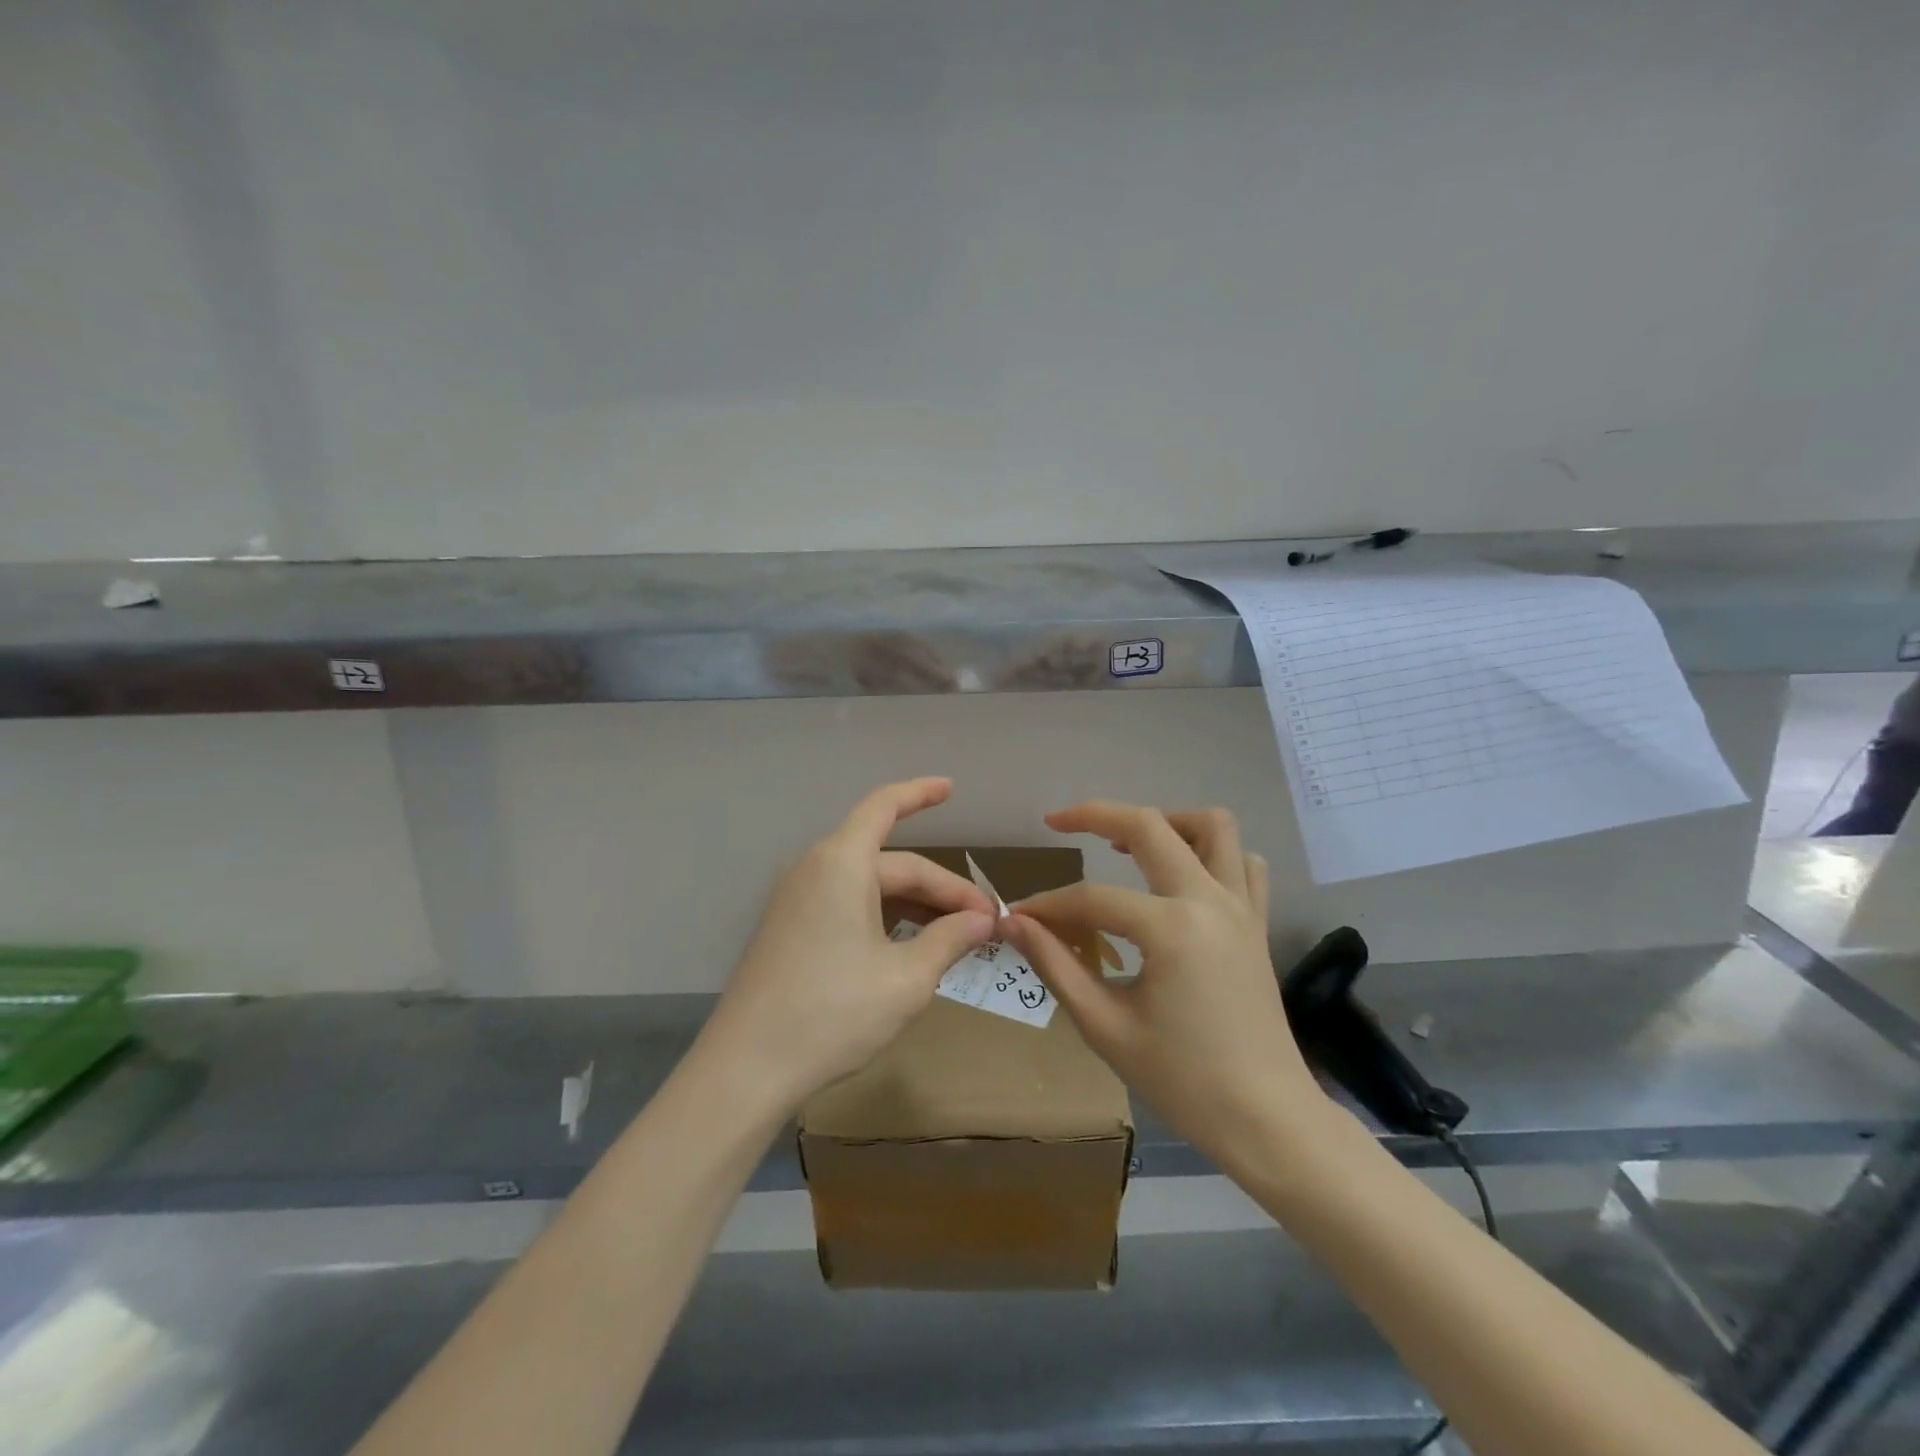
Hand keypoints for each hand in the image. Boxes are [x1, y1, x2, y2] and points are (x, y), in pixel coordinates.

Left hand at [700, 777, 995, 1115]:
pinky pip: (848, 905)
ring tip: (957, 935)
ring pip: (871, 886)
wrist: (746, 1069)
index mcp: (842, 863)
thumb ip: (950, 939)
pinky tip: (911, 945)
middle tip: (984, 923)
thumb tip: (983, 920)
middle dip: (941, 888)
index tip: (951, 788)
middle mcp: (816, 869)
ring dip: (916, 904)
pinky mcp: (789, 929)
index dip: (920, 793)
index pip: (884, 807)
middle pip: (892, 863)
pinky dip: (885, 917)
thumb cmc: (832, 1014)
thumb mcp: (906, 979)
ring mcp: (797, 900)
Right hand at [1004, 801, 1330, 1170]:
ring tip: (1128, 843)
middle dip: (1096, 815)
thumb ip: (1056, 965)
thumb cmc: (1183, 1081)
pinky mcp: (1257, 923)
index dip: (1048, 905)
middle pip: (1150, 826)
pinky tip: (1181, 875)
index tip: (1017, 917)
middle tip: (1059, 822)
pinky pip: (1243, 863)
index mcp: (1171, 928)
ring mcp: (1241, 907)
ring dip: (1166, 822)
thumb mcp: (1105, 1026)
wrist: (1267, 1121)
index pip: (1091, 898)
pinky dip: (1212, 853)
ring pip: (1212, 827)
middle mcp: (1209, 900)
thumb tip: (1014, 922)